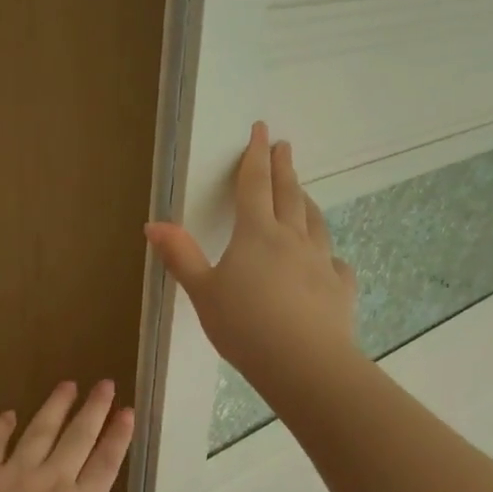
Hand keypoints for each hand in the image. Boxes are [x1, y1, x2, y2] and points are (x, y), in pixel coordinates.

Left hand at [0, 382, 133, 491]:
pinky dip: (0, 427)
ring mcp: (12, 475)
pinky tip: (9, 414)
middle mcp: (50, 482)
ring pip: (39, 432)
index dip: (118, 436)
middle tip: (105, 384)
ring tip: (67, 385)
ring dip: (55, 407)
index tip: (127, 411)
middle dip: (95, 409)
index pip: (105, 464)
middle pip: (78, 437)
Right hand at [145, 122, 359, 397]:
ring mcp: (321, 262)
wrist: (303, 362)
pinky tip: (327, 261)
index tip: (262, 129)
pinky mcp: (339, 288)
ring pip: (315, 222)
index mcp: (256, 233)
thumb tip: (153, 224)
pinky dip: (327, 254)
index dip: (255, 156)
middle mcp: (292, 238)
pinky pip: (334, 263)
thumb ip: (181, 256)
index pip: (255, 185)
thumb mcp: (202, 291)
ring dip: (306, 202)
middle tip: (285, 146)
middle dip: (284, 168)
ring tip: (303, 194)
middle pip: (289, 194)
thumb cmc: (244, 325)